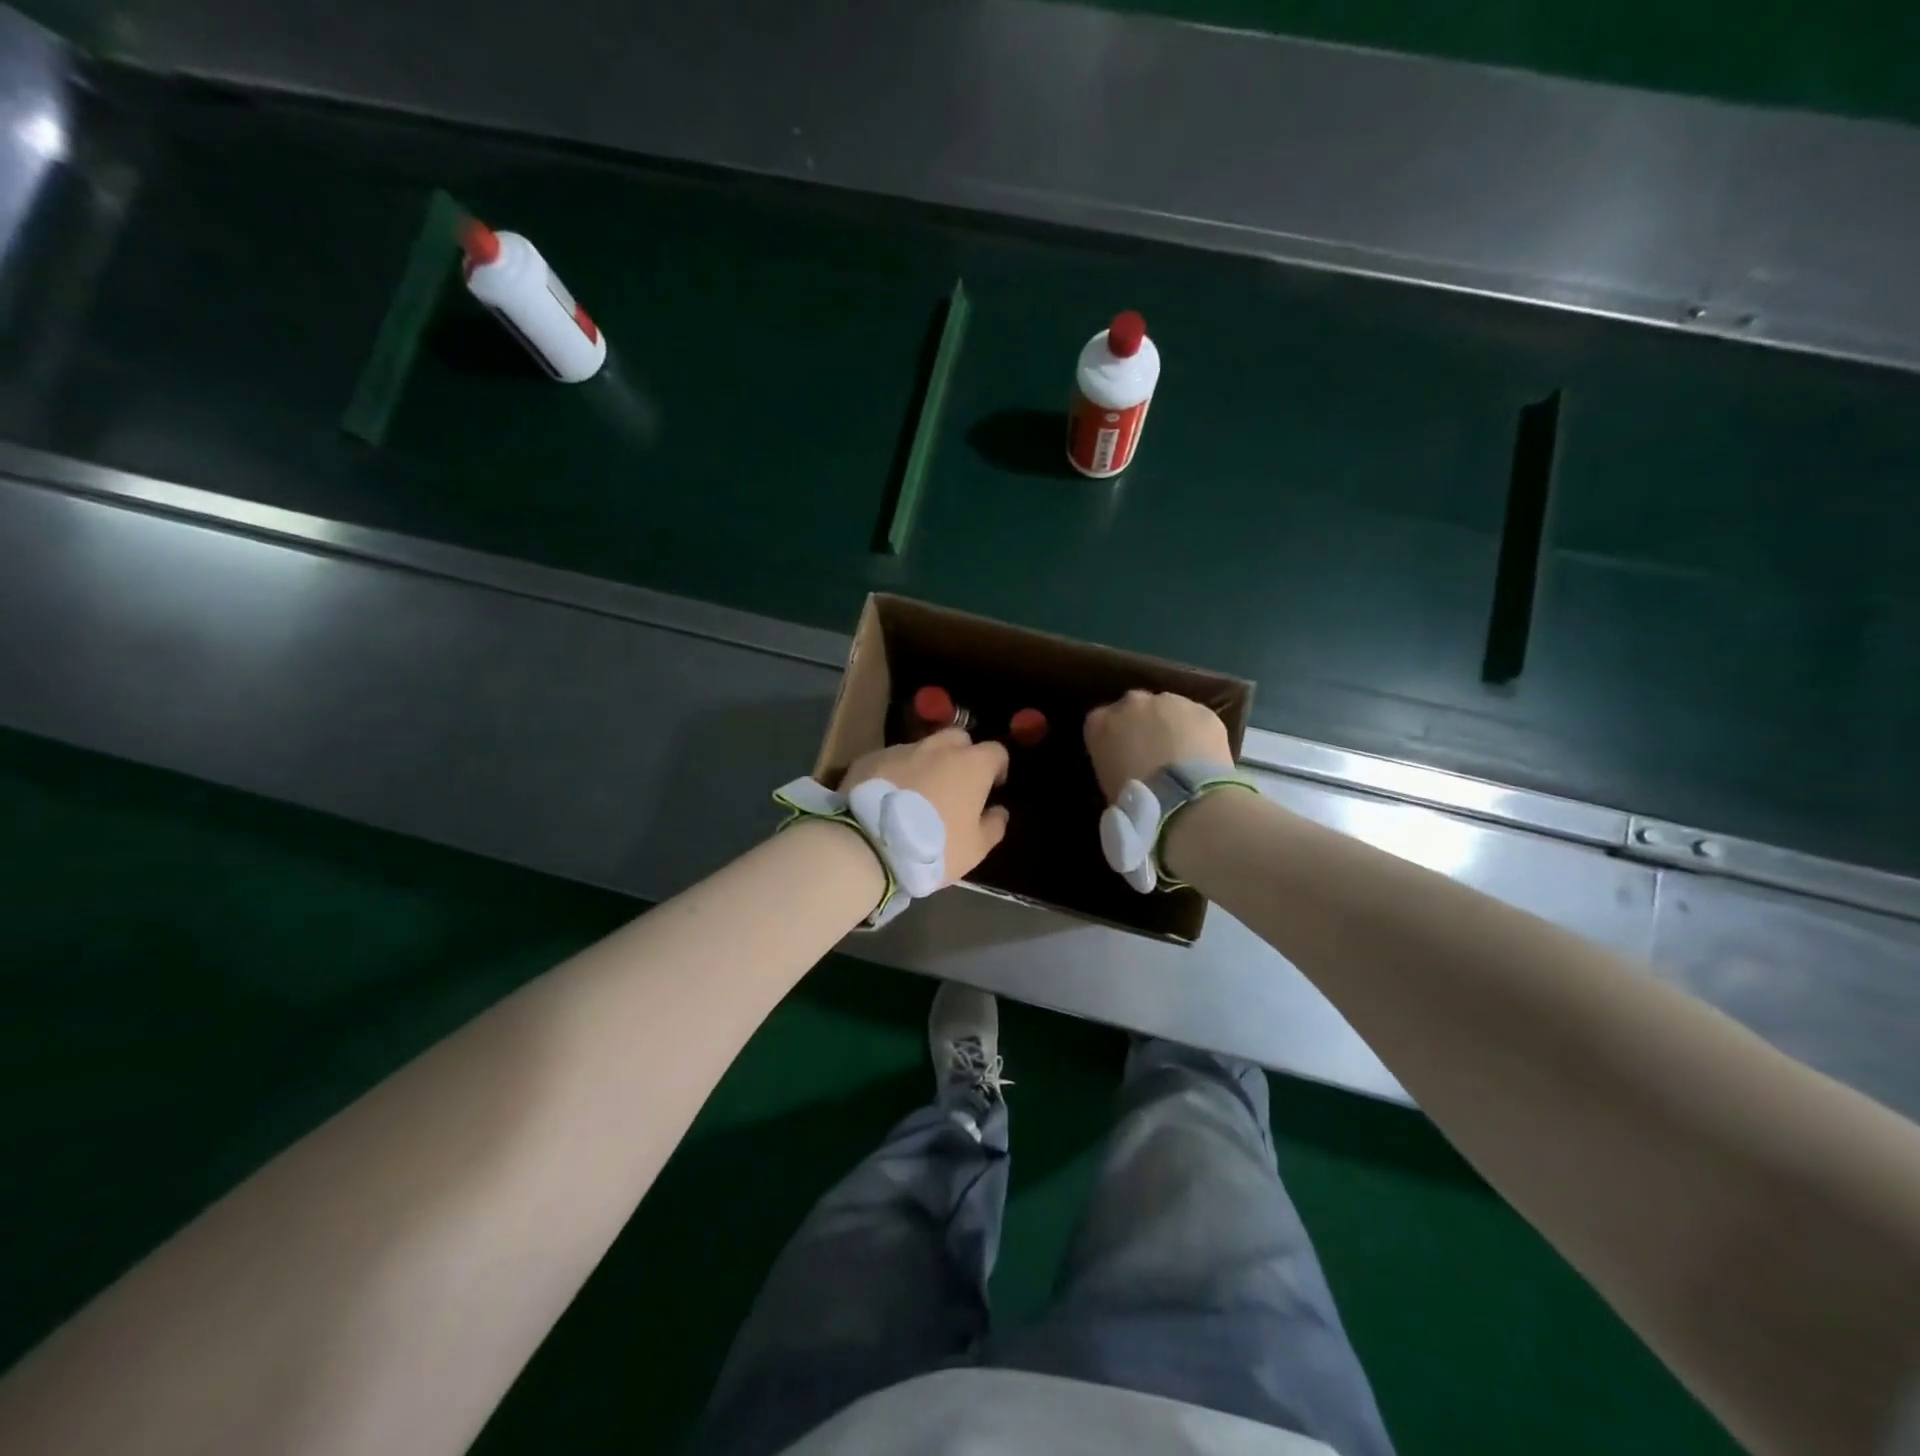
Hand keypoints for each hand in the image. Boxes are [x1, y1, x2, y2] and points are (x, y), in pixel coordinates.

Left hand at [841, 729, 1010, 883]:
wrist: (869, 845)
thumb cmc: (933, 847)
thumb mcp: (975, 849)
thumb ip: (993, 826)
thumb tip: (999, 811)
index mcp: (971, 765)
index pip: (995, 751)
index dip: (997, 767)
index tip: (993, 786)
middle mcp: (938, 748)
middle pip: (958, 739)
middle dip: (962, 755)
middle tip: (956, 784)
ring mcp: (901, 750)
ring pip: (922, 748)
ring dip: (926, 764)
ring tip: (917, 793)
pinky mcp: (870, 758)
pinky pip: (891, 761)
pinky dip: (896, 773)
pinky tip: (887, 798)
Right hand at [1084, 690, 1232, 800]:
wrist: (1183, 798)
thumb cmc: (1136, 800)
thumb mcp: (1109, 783)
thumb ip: (1113, 762)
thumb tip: (1125, 765)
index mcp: (1100, 723)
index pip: (1100, 721)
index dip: (1114, 737)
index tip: (1121, 754)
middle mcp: (1131, 703)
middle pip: (1134, 707)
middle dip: (1142, 724)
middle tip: (1152, 752)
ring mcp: (1169, 702)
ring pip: (1168, 708)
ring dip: (1172, 725)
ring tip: (1182, 756)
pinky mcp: (1202, 710)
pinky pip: (1197, 719)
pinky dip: (1199, 733)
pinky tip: (1204, 756)